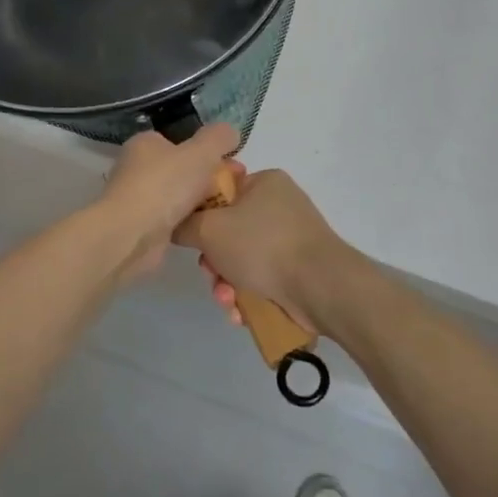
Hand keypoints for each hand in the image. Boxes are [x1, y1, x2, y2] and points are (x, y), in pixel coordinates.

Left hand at [97, 124, 239, 286]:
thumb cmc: (165, 185)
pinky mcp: (141, 227)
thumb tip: (230, 132)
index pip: (180, 142)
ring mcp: (138, 199)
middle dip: (209, 179)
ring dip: (201, 202)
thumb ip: (219, 137)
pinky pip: (174, 220)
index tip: (232, 165)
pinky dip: (190, 222)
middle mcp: (137, 168)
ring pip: (180, 196)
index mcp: (145, 143)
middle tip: (234, 189)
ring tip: (225, 210)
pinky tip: (207, 227)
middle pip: (183, 169)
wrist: (131, 235)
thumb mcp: (201, 152)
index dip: (208, 151)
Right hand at [174, 168, 354, 337]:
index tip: (193, 239)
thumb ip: (185, 224)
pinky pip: (262, 278)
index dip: (201, 216)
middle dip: (214, 262)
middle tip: (212, 277)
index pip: (221, 191)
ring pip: (243, 260)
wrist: (320, 286)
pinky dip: (248, 296)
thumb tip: (177, 225)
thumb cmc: (263, 245)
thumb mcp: (210, 229)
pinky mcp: (298, 269)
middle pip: (229, 232)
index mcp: (264, 183)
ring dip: (228, 285)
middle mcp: (279, 205)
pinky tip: (242, 314)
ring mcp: (291, 238)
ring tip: (229, 303)